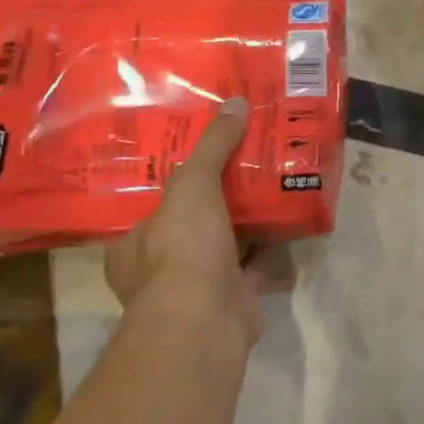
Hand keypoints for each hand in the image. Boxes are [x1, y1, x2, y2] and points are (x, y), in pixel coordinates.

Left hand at [104, 98, 263, 349]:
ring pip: (224, 245)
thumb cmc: (181, 249)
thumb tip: (235, 104)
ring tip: (272, 185)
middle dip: (217, 202)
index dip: (176, 184)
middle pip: (192, 224)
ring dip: (246, 224)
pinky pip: (254, 265)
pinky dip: (270, 248)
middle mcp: (158, 270)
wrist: (205, 319)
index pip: (151, 207)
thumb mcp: (192, 184)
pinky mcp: (232, 299)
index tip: (202, 160)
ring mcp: (196, 289)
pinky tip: (290, 221)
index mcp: (132, 246)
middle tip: (245, 166)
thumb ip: (212, 146)